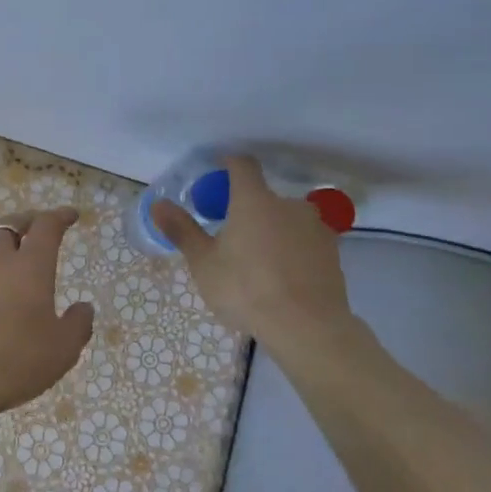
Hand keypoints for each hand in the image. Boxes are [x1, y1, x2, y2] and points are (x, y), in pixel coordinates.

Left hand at [0, 208, 95, 410]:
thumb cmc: (17, 358)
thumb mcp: (62, 349)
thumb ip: (78, 324)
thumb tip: (84, 307)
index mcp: (30, 266)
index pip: (46, 227)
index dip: (60, 216)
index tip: (70, 215)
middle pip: (9, 225)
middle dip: (26, 221)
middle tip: (36, 228)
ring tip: (8, 255)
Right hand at [150, 156, 357, 357]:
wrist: (307, 327)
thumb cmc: (246, 289)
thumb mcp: (203, 262)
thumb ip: (182, 230)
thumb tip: (158, 204)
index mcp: (254, 200)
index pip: (242, 165)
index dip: (229, 164)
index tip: (217, 174)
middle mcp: (288, 204)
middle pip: (264, 197)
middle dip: (248, 210)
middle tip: (231, 238)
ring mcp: (316, 228)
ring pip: (286, 220)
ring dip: (272, 231)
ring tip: (258, 263)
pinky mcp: (332, 253)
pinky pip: (304, 242)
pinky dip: (292, 251)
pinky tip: (282, 278)